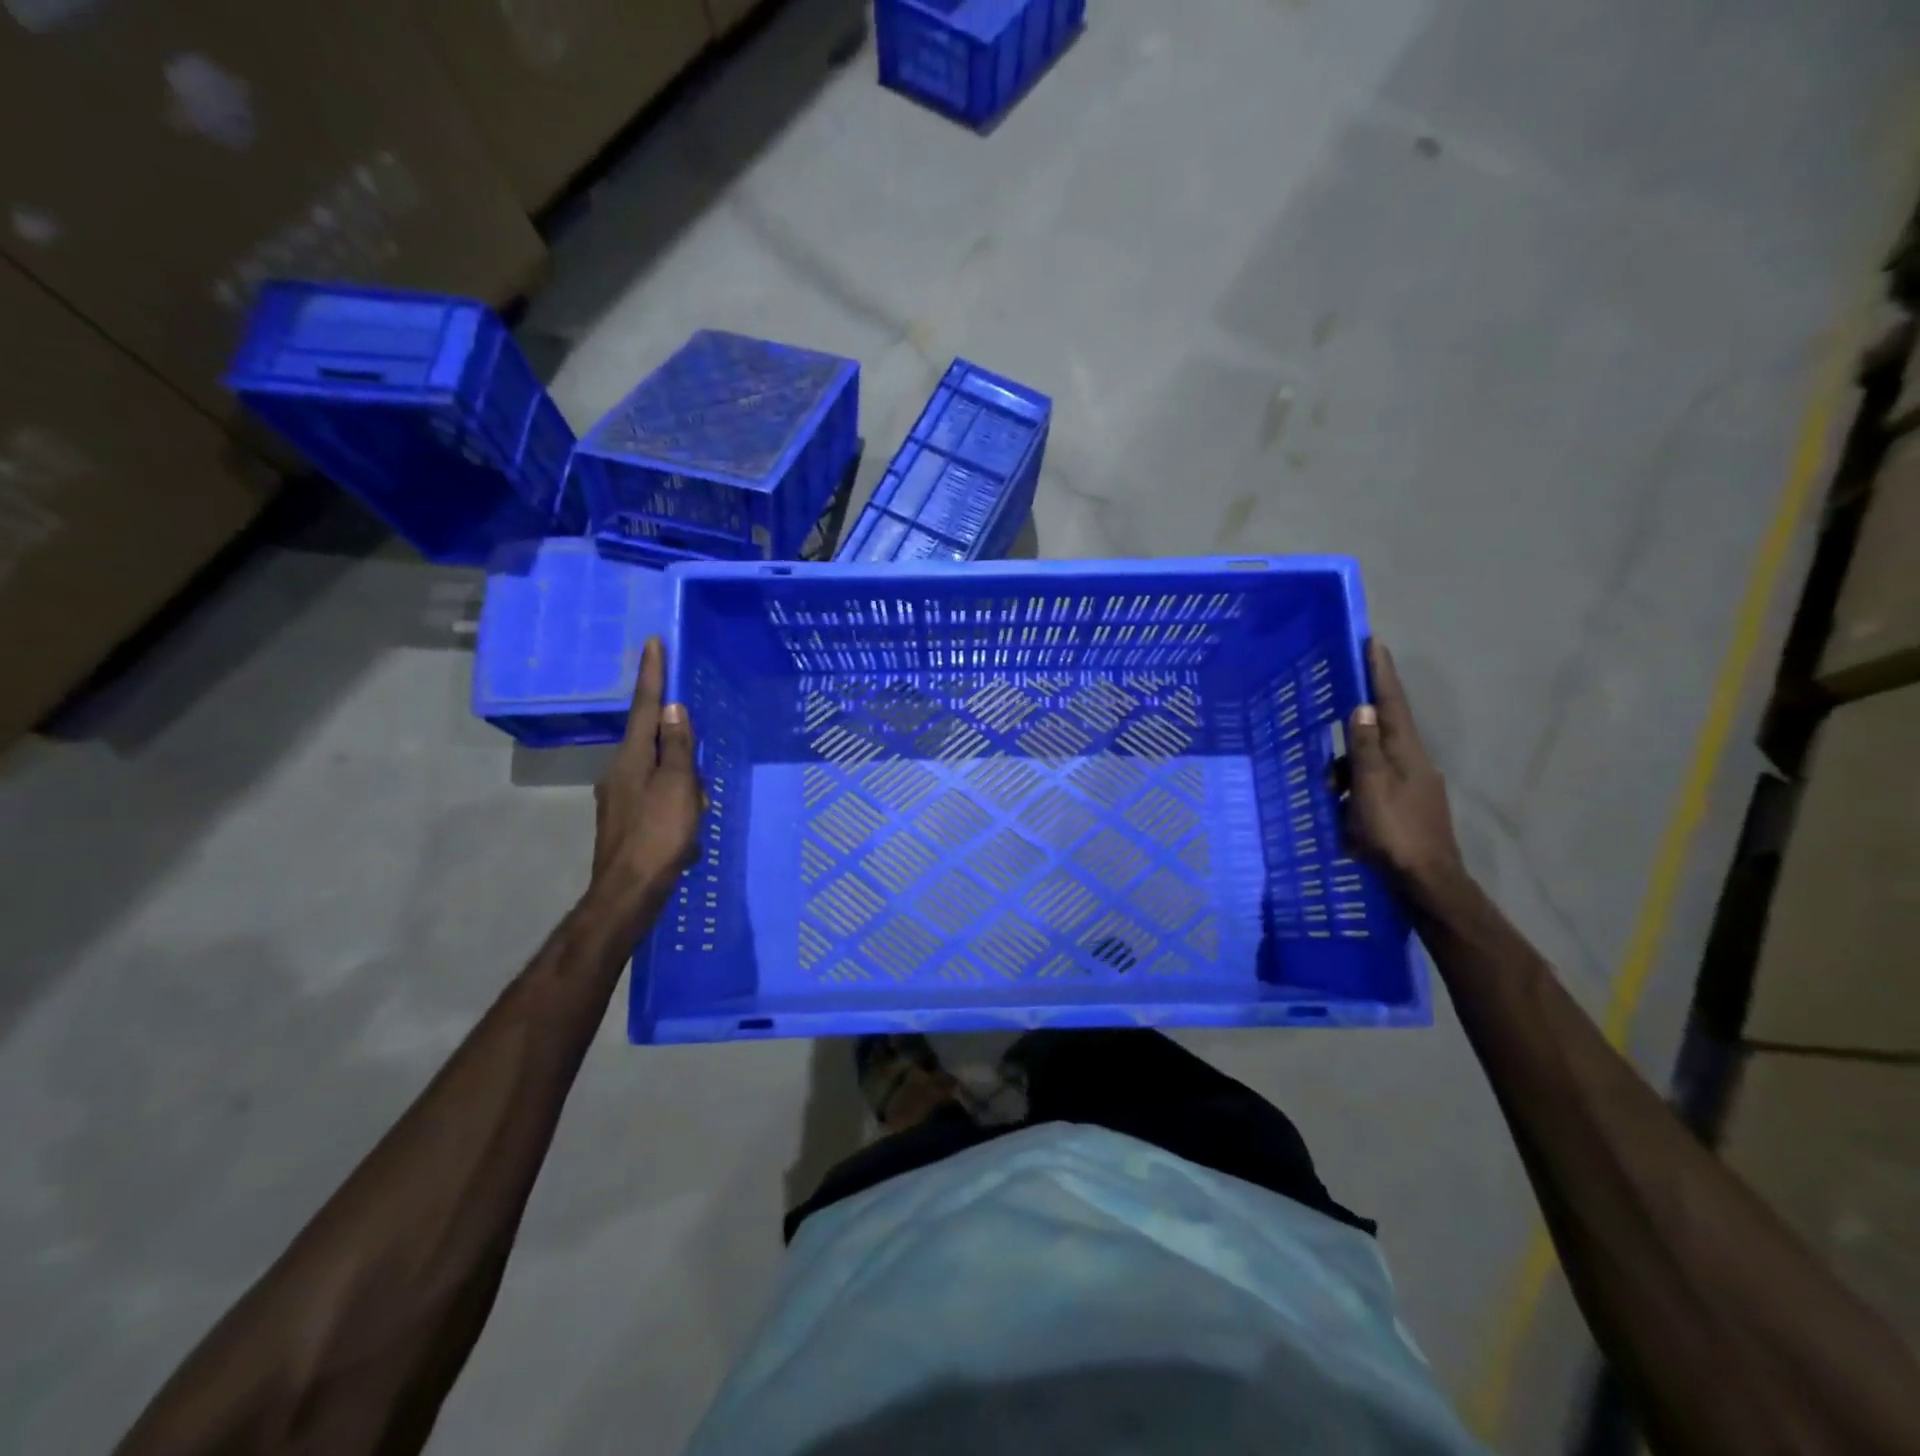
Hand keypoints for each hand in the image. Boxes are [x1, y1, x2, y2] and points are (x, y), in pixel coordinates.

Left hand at [589, 638, 703, 919]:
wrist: (629, 892)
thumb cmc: (659, 835)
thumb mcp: (678, 787)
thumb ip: (677, 748)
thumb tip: (674, 709)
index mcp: (632, 758)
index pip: (646, 707)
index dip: (652, 675)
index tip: (653, 642)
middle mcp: (619, 772)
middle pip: (651, 742)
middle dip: (676, 744)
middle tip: (699, 764)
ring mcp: (618, 799)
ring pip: (657, 774)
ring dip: (680, 782)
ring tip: (697, 809)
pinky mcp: (625, 822)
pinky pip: (656, 799)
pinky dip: (675, 805)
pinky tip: (687, 831)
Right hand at [1345, 640, 1465, 895]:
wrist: (1427, 882)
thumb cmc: (1394, 831)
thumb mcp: (1370, 787)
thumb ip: (1364, 748)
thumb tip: (1364, 707)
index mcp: (1406, 753)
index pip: (1392, 704)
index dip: (1381, 674)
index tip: (1373, 642)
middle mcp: (1413, 763)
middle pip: (1377, 737)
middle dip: (1350, 743)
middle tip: (1330, 769)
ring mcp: (1412, 787)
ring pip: (1370, 767)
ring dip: (1347, 777)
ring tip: (1332, 804)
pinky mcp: (1406, 807)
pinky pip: (1373, 788)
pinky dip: (1355, 795)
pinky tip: (1345, 817)